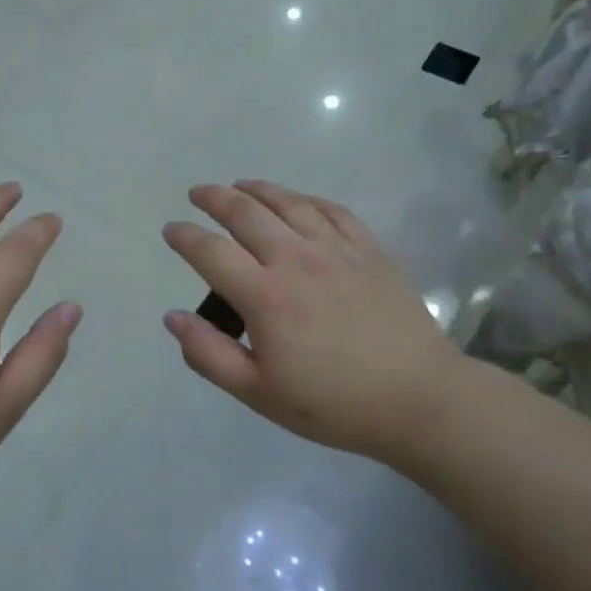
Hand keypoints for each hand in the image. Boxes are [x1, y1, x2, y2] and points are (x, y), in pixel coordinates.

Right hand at [162, 181, 463, 459]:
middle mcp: (296, 260)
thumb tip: (172, 317)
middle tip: (198, 194)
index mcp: (265, 296)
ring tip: (240, 186)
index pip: (210, 252)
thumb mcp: (259, 393)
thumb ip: (209, 354)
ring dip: (257, 189)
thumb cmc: (333, 404)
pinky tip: (297, 200)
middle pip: (246, 213)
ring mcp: (337, 250)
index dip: (184, 236)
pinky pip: (332, 210)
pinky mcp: (370, 250)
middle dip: (214, 198)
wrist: (419, 399)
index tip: (171, 230)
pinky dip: (306, 199)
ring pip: (288, 203)